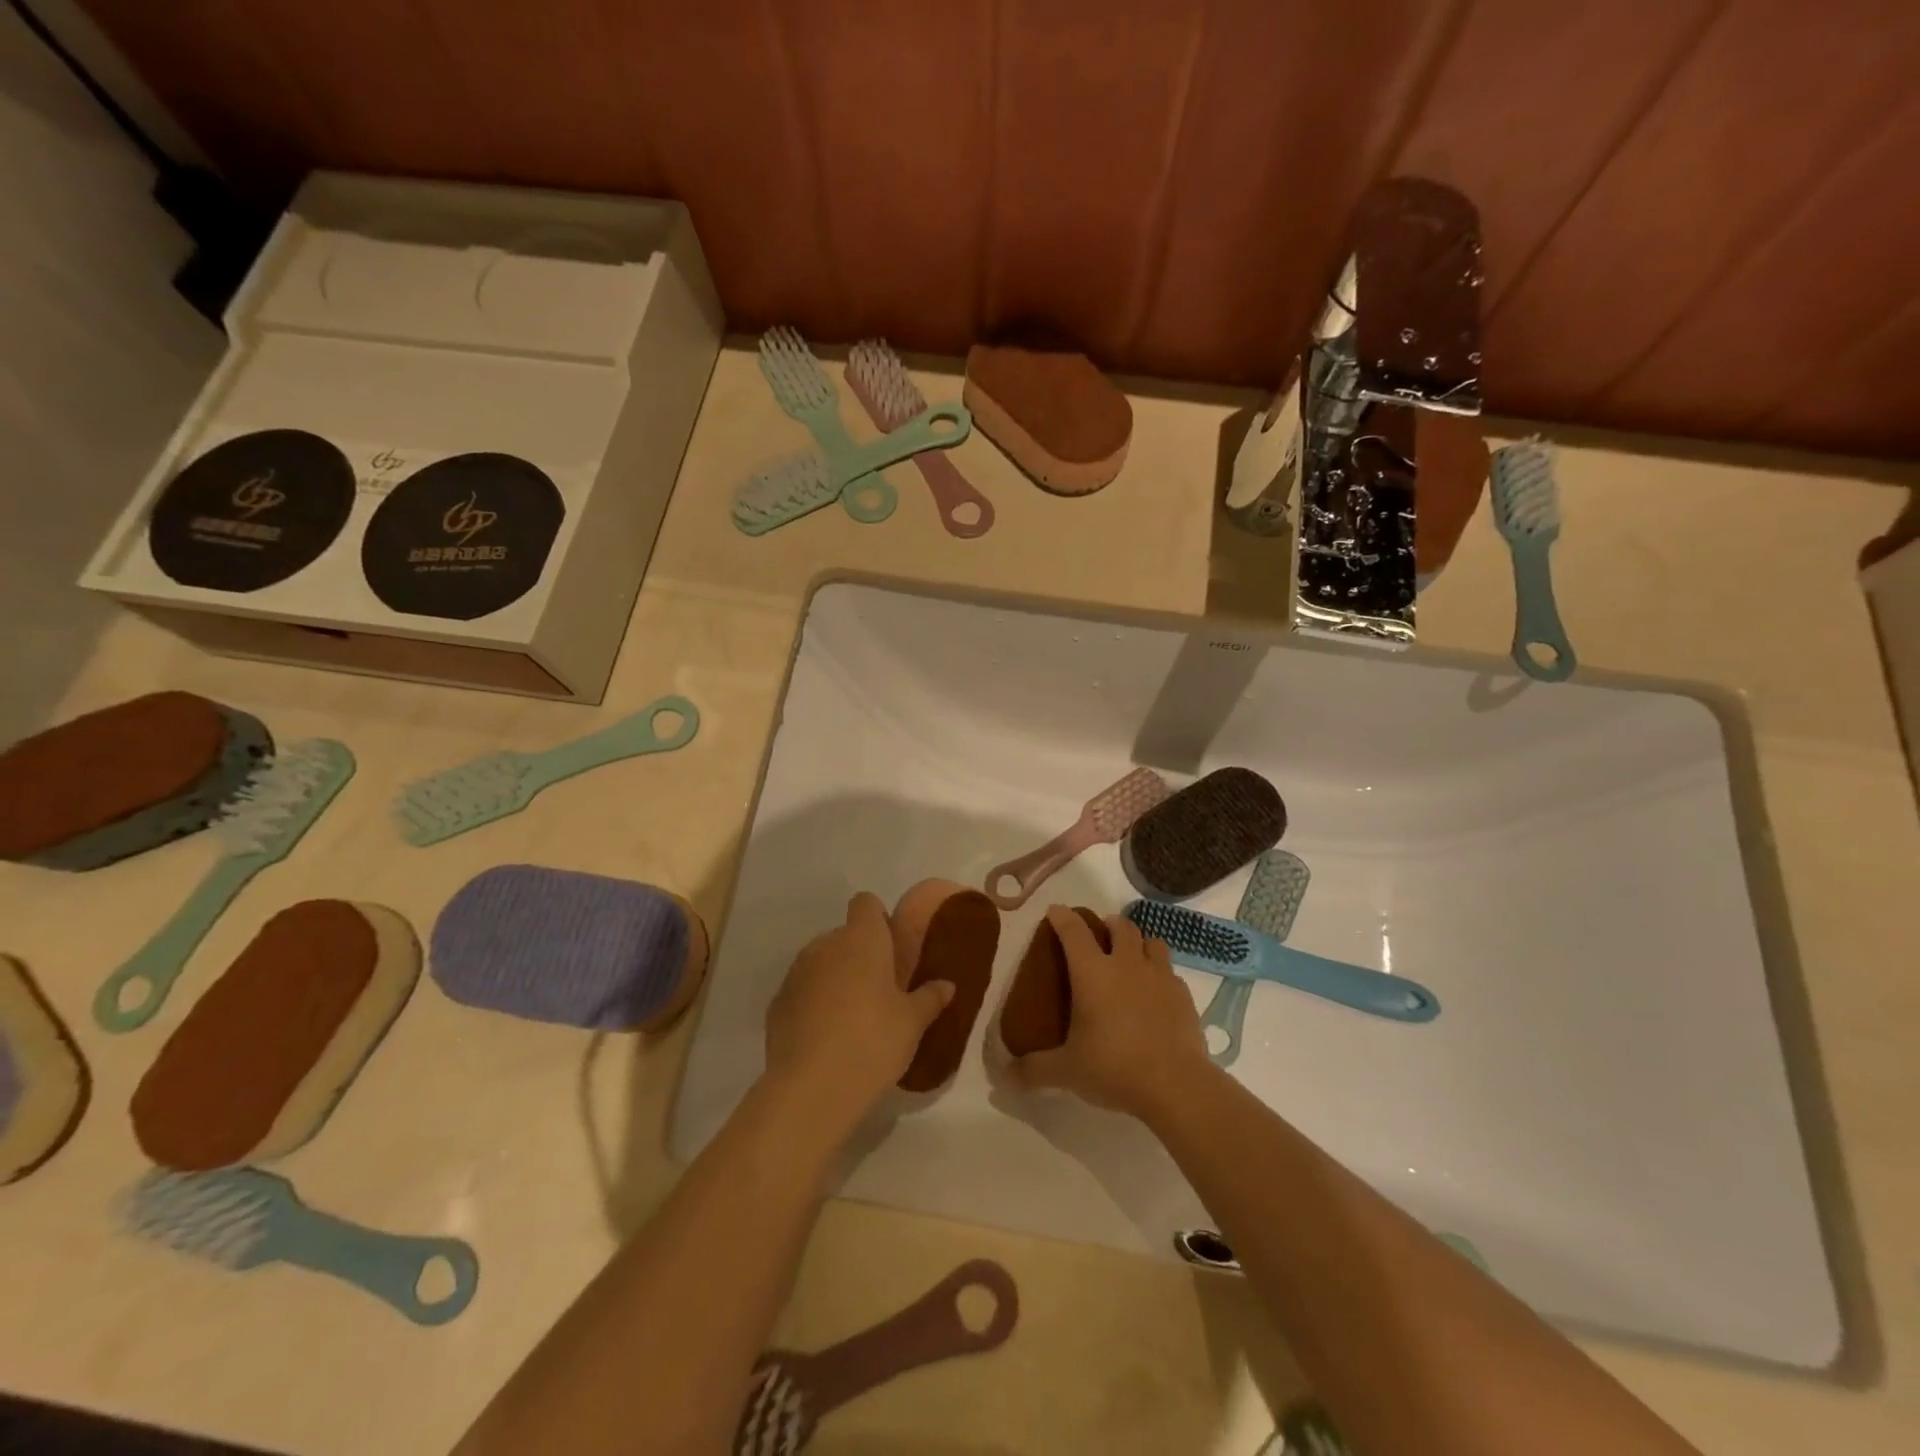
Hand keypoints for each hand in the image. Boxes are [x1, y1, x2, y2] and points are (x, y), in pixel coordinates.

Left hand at [764, 892, 952, 1131]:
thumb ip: (930, 998)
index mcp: (862, 939)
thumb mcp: (912, 1023)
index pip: (866, 903)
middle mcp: (826, 945)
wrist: (811, 1088)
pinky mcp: (777, 1003)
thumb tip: (947, 984)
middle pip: (844, 935)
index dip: (878, 920)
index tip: (891, 949)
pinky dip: (812, 1003)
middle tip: (879, 991)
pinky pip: (801, 991)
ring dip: (835, 978)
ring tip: (852, 1017)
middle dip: (859, 954)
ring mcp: (796, 973)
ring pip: (820, 962)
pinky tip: (825, 1037)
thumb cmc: (872, 1042)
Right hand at [1009, 905, 1213, 1120]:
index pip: (1074, 931)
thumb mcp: (1066, 1071)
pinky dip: (1160, 974)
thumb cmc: (1114, 1067)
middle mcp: (1126, 964)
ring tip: (1131, 958)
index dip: (1063, 917)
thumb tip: (1006, 1076)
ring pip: (1151, 942)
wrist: (1176, 1085)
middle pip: (1120, 927)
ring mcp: (1159, 977)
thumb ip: (1034, 1069)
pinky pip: (1170, 972)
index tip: (1055, 911)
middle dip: (1108, 924)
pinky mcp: (1183, 996)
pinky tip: (1155, 994)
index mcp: (1093, 973)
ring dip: (1139, 943)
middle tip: (1099, 935)